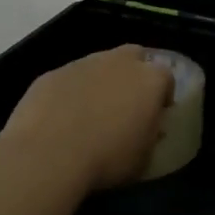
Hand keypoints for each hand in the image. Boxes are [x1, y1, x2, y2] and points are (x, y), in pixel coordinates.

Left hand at [0, 44, 174, 193]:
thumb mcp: (144, 158)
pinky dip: (69, 92)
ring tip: (91, 111)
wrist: (48, 155)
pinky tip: (60, 117)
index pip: (167, 78)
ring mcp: (84, 64)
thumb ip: (150, 136)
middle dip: (134, 74)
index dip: (162, 96)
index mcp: (151, 80)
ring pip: (99, 64)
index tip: (156, 115)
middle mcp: (120, 62)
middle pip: (135, 56)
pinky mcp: (52, 73)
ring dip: (100, 81)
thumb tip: (145, 129)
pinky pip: (68, 79)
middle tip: (126, 102)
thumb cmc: (107, 158)